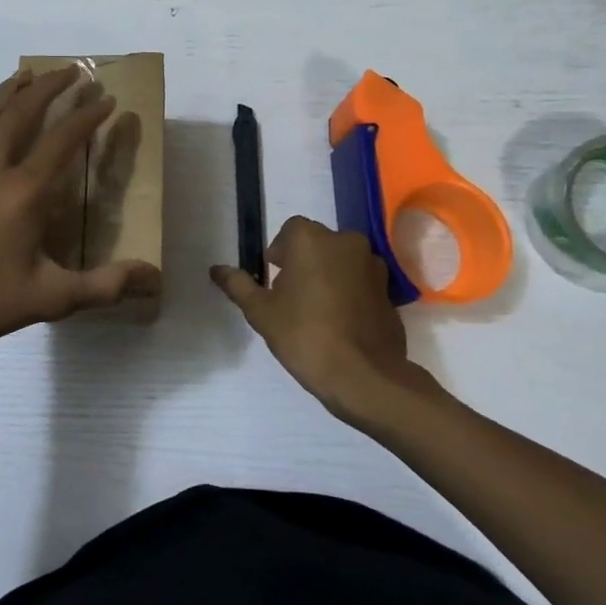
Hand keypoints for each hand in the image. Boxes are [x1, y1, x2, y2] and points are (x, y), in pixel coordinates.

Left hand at [0, 67, 159, 363]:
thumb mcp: (49, 298)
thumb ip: (103, 285)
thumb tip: (153, 276)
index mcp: (23, 191)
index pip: (63, 139)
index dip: (87, 116)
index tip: (106, 98)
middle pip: (21, 112)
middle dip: (49, 86)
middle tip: (71, 69)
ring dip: (10, 92)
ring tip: (25, 75)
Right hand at [211, 216, 438, 426]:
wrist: (363, 374)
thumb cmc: (304, 335)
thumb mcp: (261, 312)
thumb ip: (238, 285)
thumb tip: (216, 269)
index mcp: (313, 239)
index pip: (290, 230)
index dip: (278, 252)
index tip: (272, 279)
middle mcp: (346, 242)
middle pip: (317, 243)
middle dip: (302, 262)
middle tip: (290, 297)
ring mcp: (373, 265)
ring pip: (341, 261)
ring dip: (327, 275)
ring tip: (315, 310)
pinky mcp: (389, 290)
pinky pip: (360, 281)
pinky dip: (349, 292)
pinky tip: (339, 322)